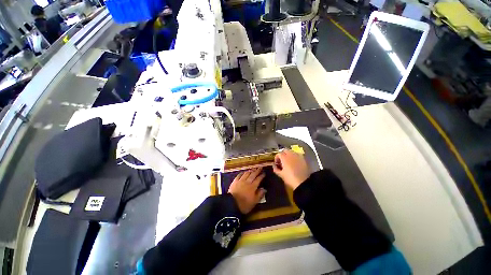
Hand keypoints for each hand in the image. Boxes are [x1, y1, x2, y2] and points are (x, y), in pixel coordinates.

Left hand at [228, 168, 265, 213]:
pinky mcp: (235, 181)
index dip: (261, 176)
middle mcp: (247, 182)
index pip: (258, 179)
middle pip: (253, 175)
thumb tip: (264, 189)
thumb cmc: (244, 204)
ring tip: (253, 169)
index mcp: (253, 187)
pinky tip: (243, 172)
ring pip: (246, 174)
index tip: (264, 173)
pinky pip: (239, 175)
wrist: (232, 204)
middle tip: (260, 168)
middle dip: (257, 171)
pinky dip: (242, 173)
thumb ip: (259, 194)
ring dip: (250, 171)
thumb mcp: (254, 202)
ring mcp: (240, 181)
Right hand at [273, 150, 309, 189]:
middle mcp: (291, 154)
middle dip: (282, 154)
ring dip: (288, 154)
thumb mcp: (281, 174)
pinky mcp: (303, 159)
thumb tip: (274, 165)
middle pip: (285, 150)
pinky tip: (294, 162)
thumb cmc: (290, 178)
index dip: (276, 158)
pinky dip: (294, 156)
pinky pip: (297, 154)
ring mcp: (298, 156)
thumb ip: (275, 169)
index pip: (278, 154)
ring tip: (288, 161)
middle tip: (282, 161)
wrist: (303, 182)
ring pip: (291, 151)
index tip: (277, 163)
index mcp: (284, 158)